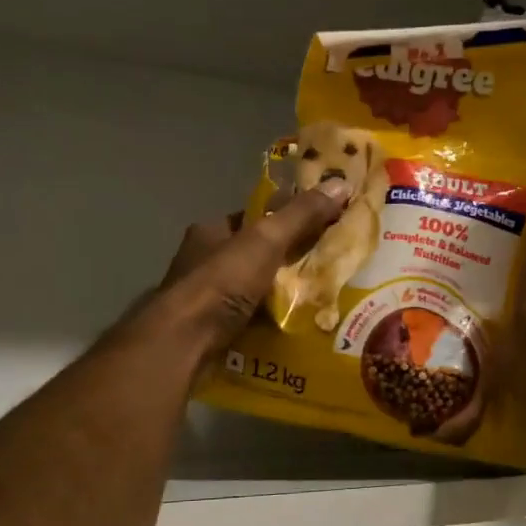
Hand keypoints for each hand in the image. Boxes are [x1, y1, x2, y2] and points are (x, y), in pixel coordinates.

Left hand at [147, 182, 349, 359]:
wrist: (184, 342)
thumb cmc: (221, 281)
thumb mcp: (266, 240)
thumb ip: (301, 214)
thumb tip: (342, 183)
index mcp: (211, 231)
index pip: (254, 217)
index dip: (286, 217)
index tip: (320, 224)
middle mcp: (204, 261)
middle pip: (255, 253)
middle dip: (287, 259)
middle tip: (327, 265)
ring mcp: (206, 298)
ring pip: (253, 288)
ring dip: (280, 293)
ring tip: (319, 298)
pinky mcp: (211, 329)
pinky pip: (249, 319)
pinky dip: (270, 321)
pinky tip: (296, 326)